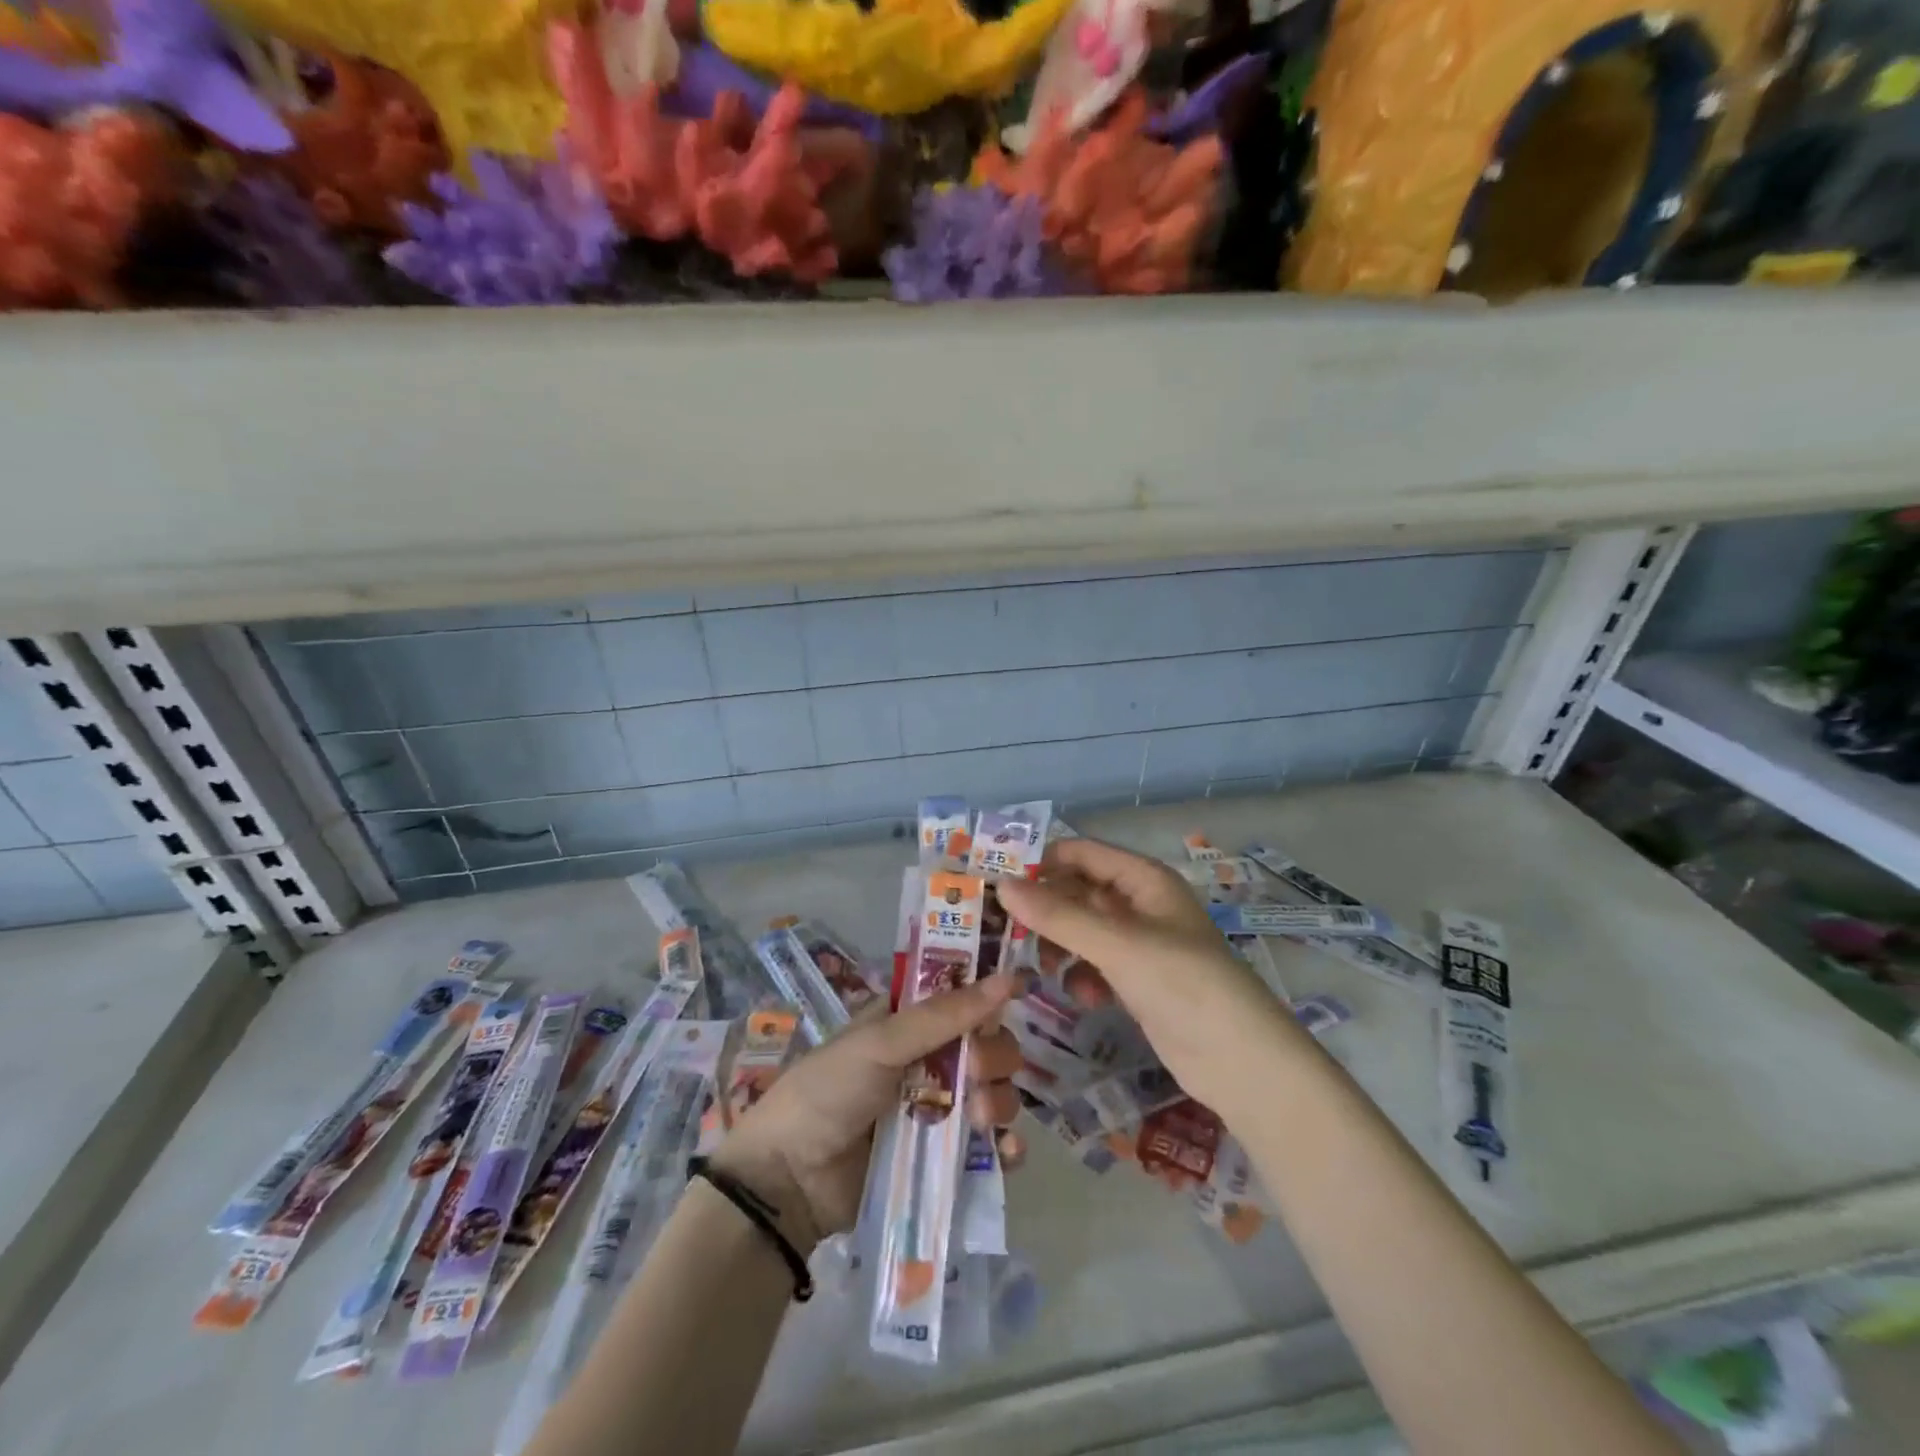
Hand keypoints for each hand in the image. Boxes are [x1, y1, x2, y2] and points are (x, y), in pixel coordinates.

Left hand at [713, 978, 1024, 1252]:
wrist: (789, 1180)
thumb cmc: (829, 1091)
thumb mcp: (881, 1043)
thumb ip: (945, 1015)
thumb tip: (1008, 978)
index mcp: (910, 1021)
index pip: (966, 999)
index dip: (989, 999)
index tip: (1015, 997)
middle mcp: (929, 1059)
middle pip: (988, 1046)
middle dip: (993, 1058)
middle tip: (975, 1073)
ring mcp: (938, 1110)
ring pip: (994, 1094)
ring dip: (999, 1101)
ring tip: (979, 1119)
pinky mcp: (943, 1159)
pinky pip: (988, 1148)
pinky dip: (1004, 1149)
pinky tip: (1006, 1154)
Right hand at [998, 838, 1299, 1111]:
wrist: (1243, 1063)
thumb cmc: (1184, 985)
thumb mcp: (1118, 945)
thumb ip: (1059, 915)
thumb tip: (1002, 884)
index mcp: (1144, 879)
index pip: (1080, 853)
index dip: (1040, 864)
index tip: (998, 886)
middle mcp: (1140, 903)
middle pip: (1078, 891)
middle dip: (1046, 910)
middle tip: (1008, 932)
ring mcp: (1140, 944)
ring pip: (1083, 930)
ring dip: (1061, 946)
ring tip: (1046, 969)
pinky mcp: (1139, 981)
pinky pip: (1096, 964)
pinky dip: (1083, 975)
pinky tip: (1086, 999)